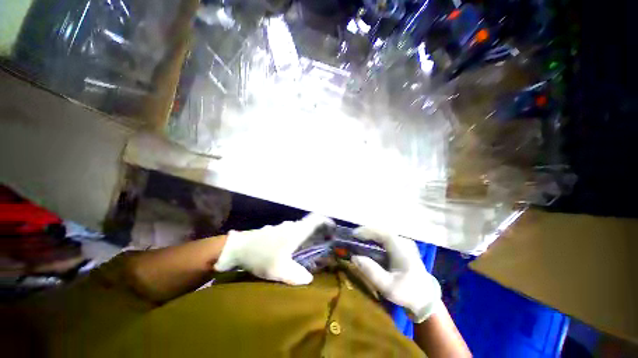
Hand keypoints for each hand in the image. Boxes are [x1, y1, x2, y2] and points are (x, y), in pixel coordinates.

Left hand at [214, 214, 333, 284]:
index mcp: (296, 231)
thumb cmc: (260, 255)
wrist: (236, 248)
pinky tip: (293, 251)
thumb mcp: (279, 269)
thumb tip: (309, 279)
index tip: (334, 228)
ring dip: (308, 237)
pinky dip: (297, 239)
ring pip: (299, 230)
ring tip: (311, 250)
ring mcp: (282, 228)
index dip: (326, 221)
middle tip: (325, 244)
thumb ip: (296, 275)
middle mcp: (291, 226)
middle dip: (319, 232)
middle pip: (309, 225)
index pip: (315, 219)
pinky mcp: (274, 232)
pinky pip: (291, 233)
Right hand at [351, 227, 441, 322]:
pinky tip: (368, 244)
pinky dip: (375, 239)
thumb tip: (354, 257)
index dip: (367, 231)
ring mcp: (403, 244)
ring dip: (370, 234)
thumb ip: (371, 271)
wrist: (425, 299)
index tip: (354, 235)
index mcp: (402, 249)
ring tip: (358, 239)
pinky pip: (386, 239)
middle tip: (353, 237)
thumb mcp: (388, 287)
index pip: (382, 233)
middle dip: (366, 232)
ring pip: (383, 233)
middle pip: (382, 231)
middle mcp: (403, 242)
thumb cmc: (407, 293)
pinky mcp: (402, 248)